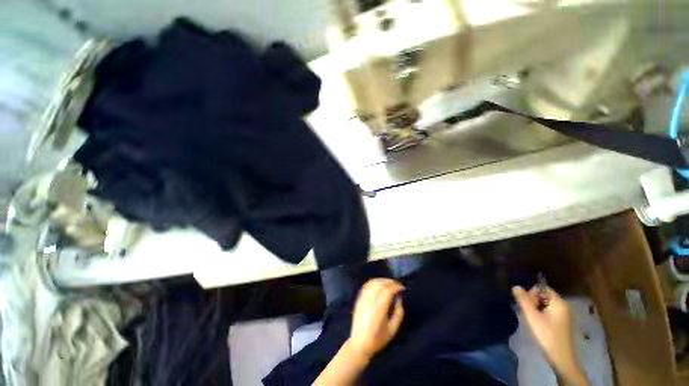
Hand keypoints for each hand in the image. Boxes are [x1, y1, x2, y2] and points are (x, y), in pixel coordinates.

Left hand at [348, 278, 404, 359]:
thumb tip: (399, 298)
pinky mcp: (359, 299)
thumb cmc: (378, 339)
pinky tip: (379, 284)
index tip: (402, 288)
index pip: (387, 291)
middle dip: (390, 282)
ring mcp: (363, 299)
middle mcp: (370, 301)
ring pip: (372, 283)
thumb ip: (398, 313)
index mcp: (379, 310)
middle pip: (380, 284)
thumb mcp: (393, 329)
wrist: (359, 344)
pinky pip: (366, 286)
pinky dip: (374, 282)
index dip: (396, 286)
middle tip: (397, 285)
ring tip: (390, 283)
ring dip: (382, 280)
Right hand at [512, 286, 587, 384]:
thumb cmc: (546, 334)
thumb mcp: (532, 316)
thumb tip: (515, 286)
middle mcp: (563, 306)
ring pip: (545, 304)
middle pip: (544, 296)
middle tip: (528, 313)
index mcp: (559, 302)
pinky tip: (537, 324)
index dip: (532, 293)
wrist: (560, 357)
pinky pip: (549, 312)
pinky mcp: (561, 323)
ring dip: (535, 308)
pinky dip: (541, 314)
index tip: (527, 305)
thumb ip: (523, 300)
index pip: (543, 288)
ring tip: (531, 319)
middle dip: (533, 301)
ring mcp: (563, 315)